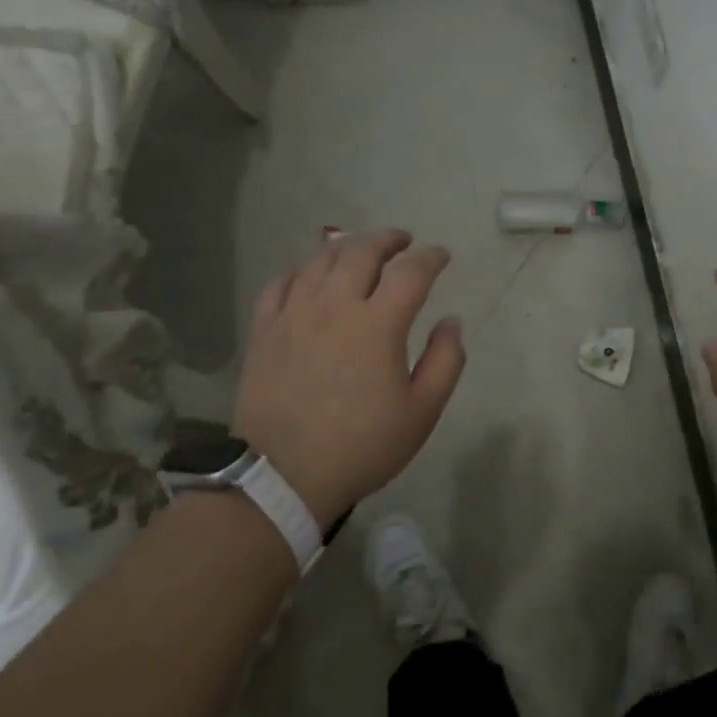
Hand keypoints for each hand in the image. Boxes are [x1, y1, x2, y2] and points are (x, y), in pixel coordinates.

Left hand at [232, 230, 465, 527]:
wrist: (283, 476)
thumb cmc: (362, 445)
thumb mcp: (422, 412)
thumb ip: (446, 360)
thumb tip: (451, 322)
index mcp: (378, 324)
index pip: (410, 271)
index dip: (430, 256)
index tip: (442, 255)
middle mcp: (334, 306)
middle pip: (362, 251)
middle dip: (388, 239)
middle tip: (403, 241)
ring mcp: (293, 315)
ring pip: (320, 260)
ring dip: (347, 247)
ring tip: (361, 251)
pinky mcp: (264, 330)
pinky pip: (281, 283)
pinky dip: (302, 270)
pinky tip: (311, 276)